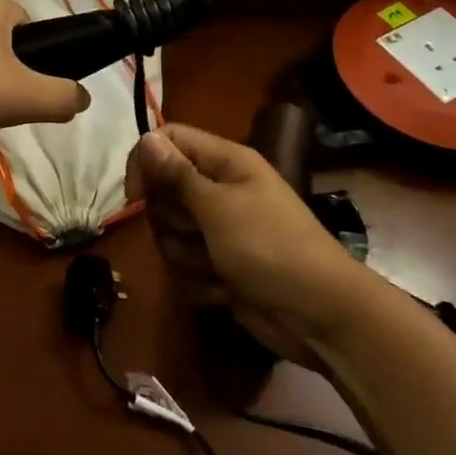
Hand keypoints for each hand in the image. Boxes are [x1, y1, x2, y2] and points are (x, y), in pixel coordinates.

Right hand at [127, 124, 363, 364]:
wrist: (319, 317)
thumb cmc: (270, 248)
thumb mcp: (218, 207)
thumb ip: (178, 175)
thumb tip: (146, 137)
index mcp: (226, 162)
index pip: (168, 140)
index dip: (147, 163)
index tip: (136, 197)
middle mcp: (220, 189)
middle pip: (164, 191)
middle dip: (171, 219)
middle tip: (196, 233)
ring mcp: (220, 230)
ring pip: (171, 233)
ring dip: (186, 255)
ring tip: (217, 266)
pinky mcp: (220, 266)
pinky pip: (187, 266)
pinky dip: (201, 281)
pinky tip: (225, 290)